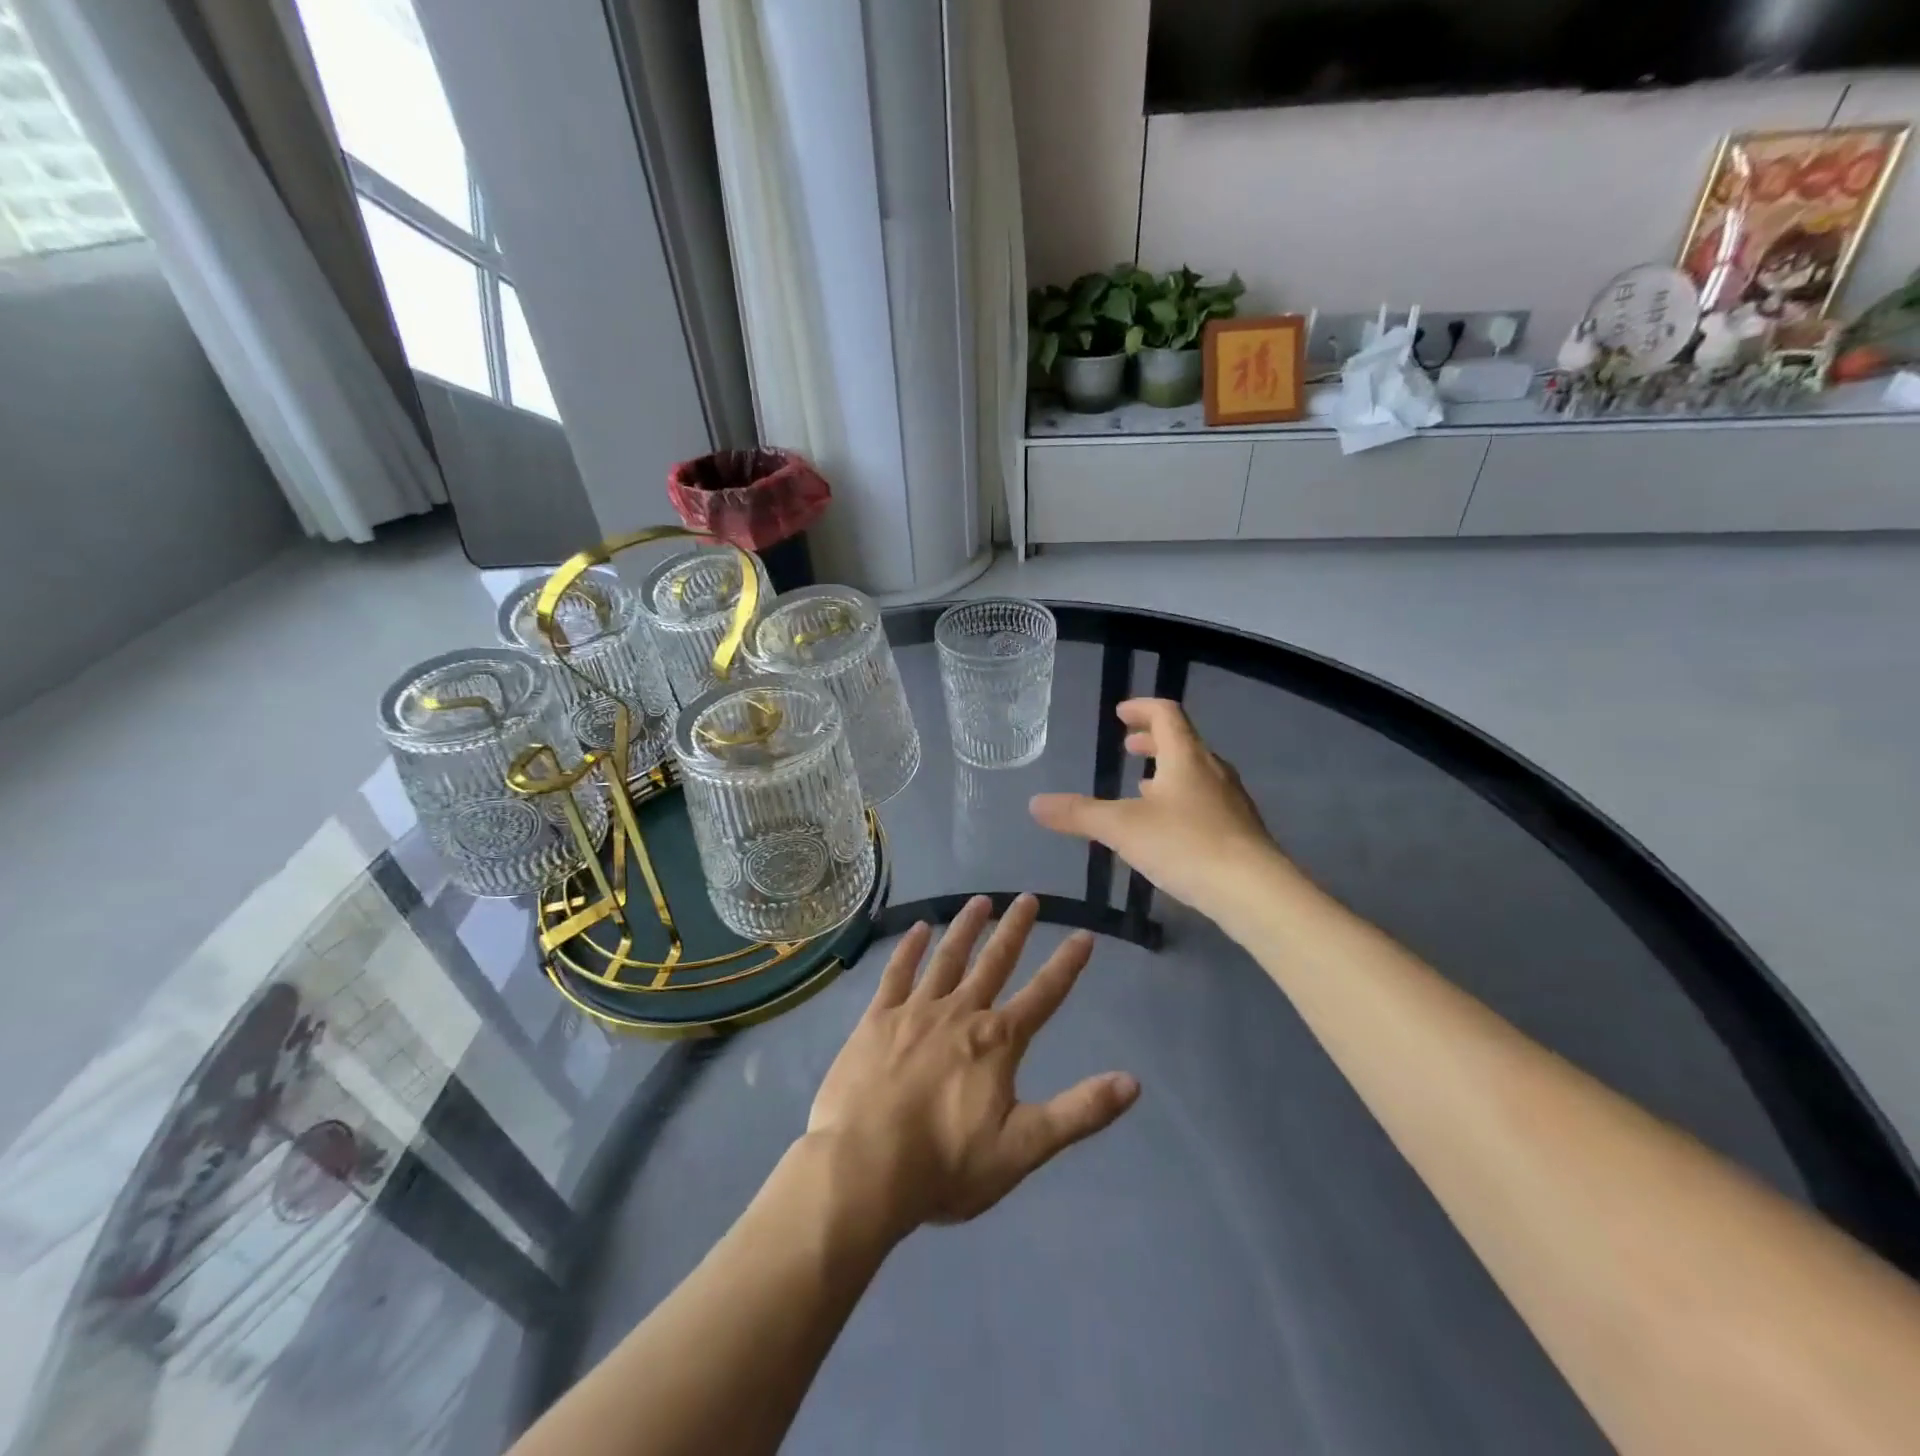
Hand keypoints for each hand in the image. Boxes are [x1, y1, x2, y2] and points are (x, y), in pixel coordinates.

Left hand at [807, 894, 1139, 1240]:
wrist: (863, 1168)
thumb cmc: (945, 1165)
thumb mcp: (1023, 1148)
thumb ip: (1079, 1112)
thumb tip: (1133, 1082)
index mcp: (997, 1042)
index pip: (1043, 995)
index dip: (1066, 965)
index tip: (1084, 935)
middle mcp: (960, 1013)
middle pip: (994, 962)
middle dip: (1015, 929)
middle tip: (1028, 898)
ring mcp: (915, 1011)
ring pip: (947, 957)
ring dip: (966, 927)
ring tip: (980, 901)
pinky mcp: (877, 1018)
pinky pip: (896, 973)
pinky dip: (909, 948)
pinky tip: (918, 929)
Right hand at [1030, 698, 1289, 921]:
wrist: (1255, 892)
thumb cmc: (1186, 845)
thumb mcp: (1122, 828)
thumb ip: (1079, 814)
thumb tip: (1035, 803)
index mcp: (1186, 757)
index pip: (1166, 714)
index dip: (1142, 708)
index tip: (1121, 714)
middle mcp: (1212, 770)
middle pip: (1183, 741)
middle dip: (1153, 741)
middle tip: (1129, 748)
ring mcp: (1231, 801)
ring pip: (1196, 773)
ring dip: (1168, 772)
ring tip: (1144, 787)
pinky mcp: (1240, 831)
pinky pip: (1206, 801)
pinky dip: (1182, 800)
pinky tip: (1169, 829)